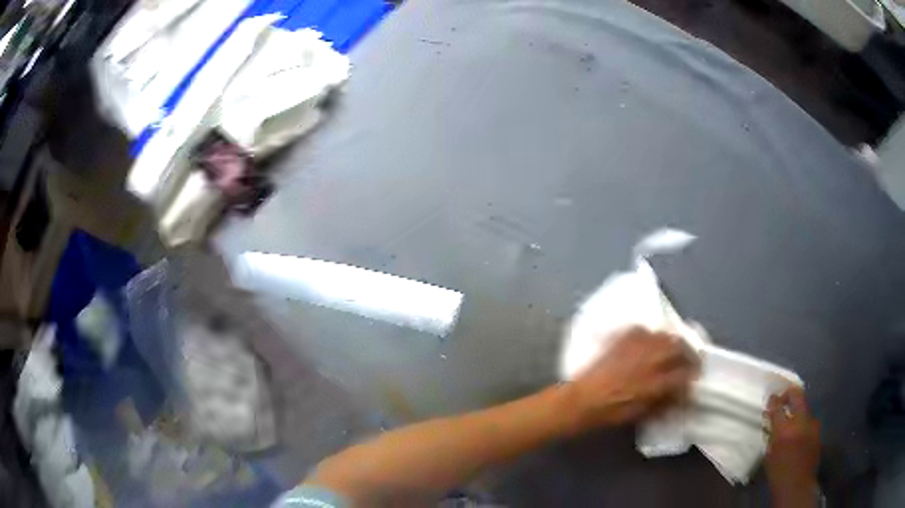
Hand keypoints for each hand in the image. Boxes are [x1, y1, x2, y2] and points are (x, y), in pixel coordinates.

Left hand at [566, 326, 697, 431]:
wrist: (583, 400)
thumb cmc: (612, 412)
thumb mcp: (643, 412)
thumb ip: (665, 401)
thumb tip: (679, 394)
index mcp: (657, 381)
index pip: (685, 374)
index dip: (692, 377)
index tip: (694, 379)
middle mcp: (651, 358)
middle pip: (679, 347)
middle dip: (688, 353)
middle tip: (688, 360)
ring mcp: (637, 345)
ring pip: (664, 335)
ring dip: (672, 342)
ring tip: (672, 349)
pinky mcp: (623, 338)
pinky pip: (643, 330)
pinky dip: (650, 336)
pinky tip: (648, 343)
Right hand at [765, 387, 820, 507]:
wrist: (797, 485)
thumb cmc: (778, 473)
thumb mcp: (770, 454)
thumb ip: (772, 434)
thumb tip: (772, 421)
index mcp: (784, 429)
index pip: (778, 406)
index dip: (774, 400)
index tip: (771, 398)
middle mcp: (801, 421)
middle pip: (798, 396)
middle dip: (790, 394)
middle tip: (783, 398)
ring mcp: (812, 424)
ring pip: (805, 408)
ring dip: (798, 411)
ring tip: (792, 420)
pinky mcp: (818, 429)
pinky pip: (810, 420)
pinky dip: (804, 422)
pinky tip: (800, 432)